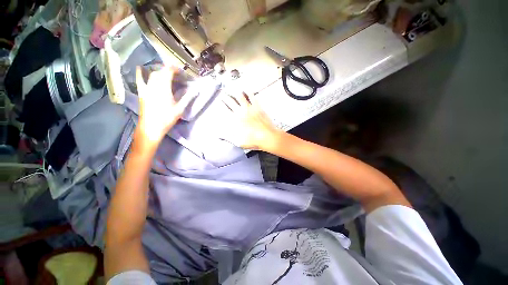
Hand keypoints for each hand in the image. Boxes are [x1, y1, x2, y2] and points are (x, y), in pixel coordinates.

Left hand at [135, 66, 194, 142]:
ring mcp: (146, 88)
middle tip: (177, 74)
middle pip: (161, 72)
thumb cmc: (167, 118)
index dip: (174, 69)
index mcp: (164, 88)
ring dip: (160, 72)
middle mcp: (154, 85)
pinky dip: (140, 73)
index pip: (168, 72)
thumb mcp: (180, 109)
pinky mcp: (142, 93)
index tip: (181, 71)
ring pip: (152, 75)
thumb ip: (187, 98)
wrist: (151, 127)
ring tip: (166, 74)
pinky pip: (140, 80)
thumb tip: (196, 91)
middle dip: (169, 70)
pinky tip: (139, 68)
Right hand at [222, 92, 280, 149]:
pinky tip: (246, 89)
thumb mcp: (238, 142)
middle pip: (231, 102)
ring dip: (235, 92)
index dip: (222, 104)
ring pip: (240, 97)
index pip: (226, 110)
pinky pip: (252, 97)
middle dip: (226, 96)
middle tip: (223, 92)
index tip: (220, 100)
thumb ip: (228, 137)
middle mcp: (241, 112)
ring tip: (232, 88)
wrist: (267, 137)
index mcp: (235, 120)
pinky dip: (248, 92)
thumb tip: (219, 136)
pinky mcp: (257, 107)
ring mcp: (249, 108)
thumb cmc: (253, 140)